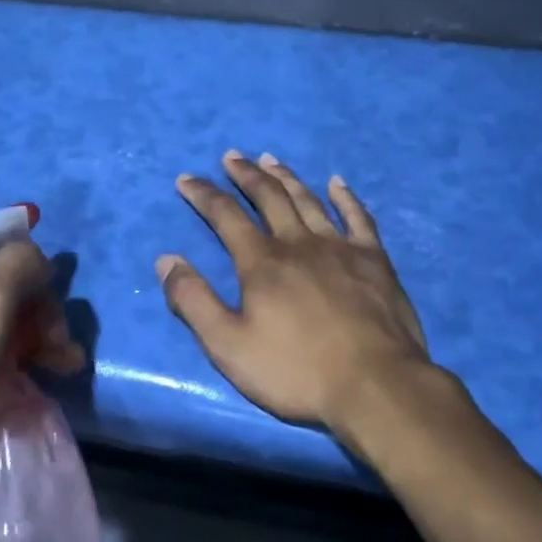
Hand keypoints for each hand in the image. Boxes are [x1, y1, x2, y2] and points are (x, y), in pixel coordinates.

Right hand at [156, 151, 436, 434]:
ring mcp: (340, 248)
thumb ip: (194, 301)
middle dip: (246, 174)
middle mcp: (298, 243)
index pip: (226, 216)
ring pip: (308, 200)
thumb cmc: (296, 371)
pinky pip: (358, 218)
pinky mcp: (374, 260)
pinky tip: (337, 183)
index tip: (186, 178)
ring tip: (270, 159)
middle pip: (269, 197)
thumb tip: (167, 259)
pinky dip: (346, 197)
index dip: (203, 194)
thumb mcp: (229, 345)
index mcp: (262, 263)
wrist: (375, 386)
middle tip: (232, 156)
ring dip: (286, 177)